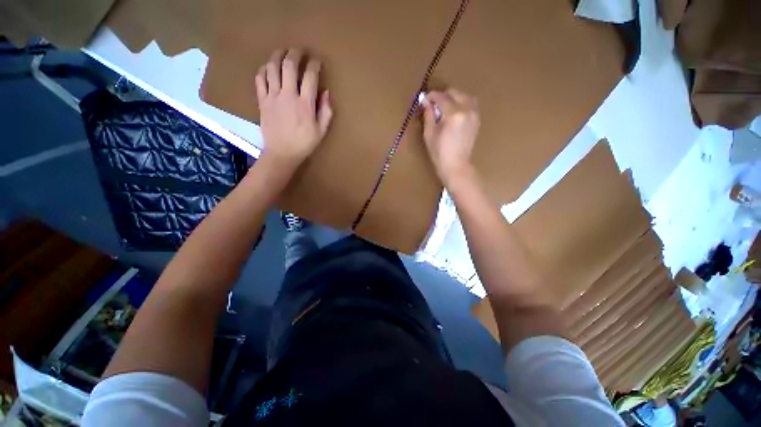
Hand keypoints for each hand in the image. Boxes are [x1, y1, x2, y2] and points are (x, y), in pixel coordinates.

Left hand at [256, 49, 332, 168]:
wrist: (282, 153)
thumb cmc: (304, 144)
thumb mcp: (321, 131)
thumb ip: (326, 111)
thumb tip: (326, 92)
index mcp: (305, 105)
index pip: (310, 77)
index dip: (314, 65)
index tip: (317, 60)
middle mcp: (288, 96)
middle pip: (289, 66)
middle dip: (295, 54)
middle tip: (299, 50)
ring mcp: (272, 97)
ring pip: (272, 68)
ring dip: (277, 56)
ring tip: (282, 52)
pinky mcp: (262, 101)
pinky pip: (260, 79)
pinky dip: (263, 70)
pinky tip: (268, 68)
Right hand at [421, 89, 479, 185]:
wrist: (456, 165)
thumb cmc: (439, 153)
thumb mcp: (429, 134)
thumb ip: (429, 115)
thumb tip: (426, 102)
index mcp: (454, 114)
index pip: (441, 97)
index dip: (431, 96)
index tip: (425, 99)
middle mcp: (467, 110)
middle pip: (454, 93)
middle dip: (443, 96)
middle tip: (434, 105)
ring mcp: (474, 114)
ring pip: (464, 96)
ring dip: (453, 98)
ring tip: (444, 108)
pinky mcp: (477, 120)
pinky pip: (470, 104)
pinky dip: (461, 103)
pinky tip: (454, 113)